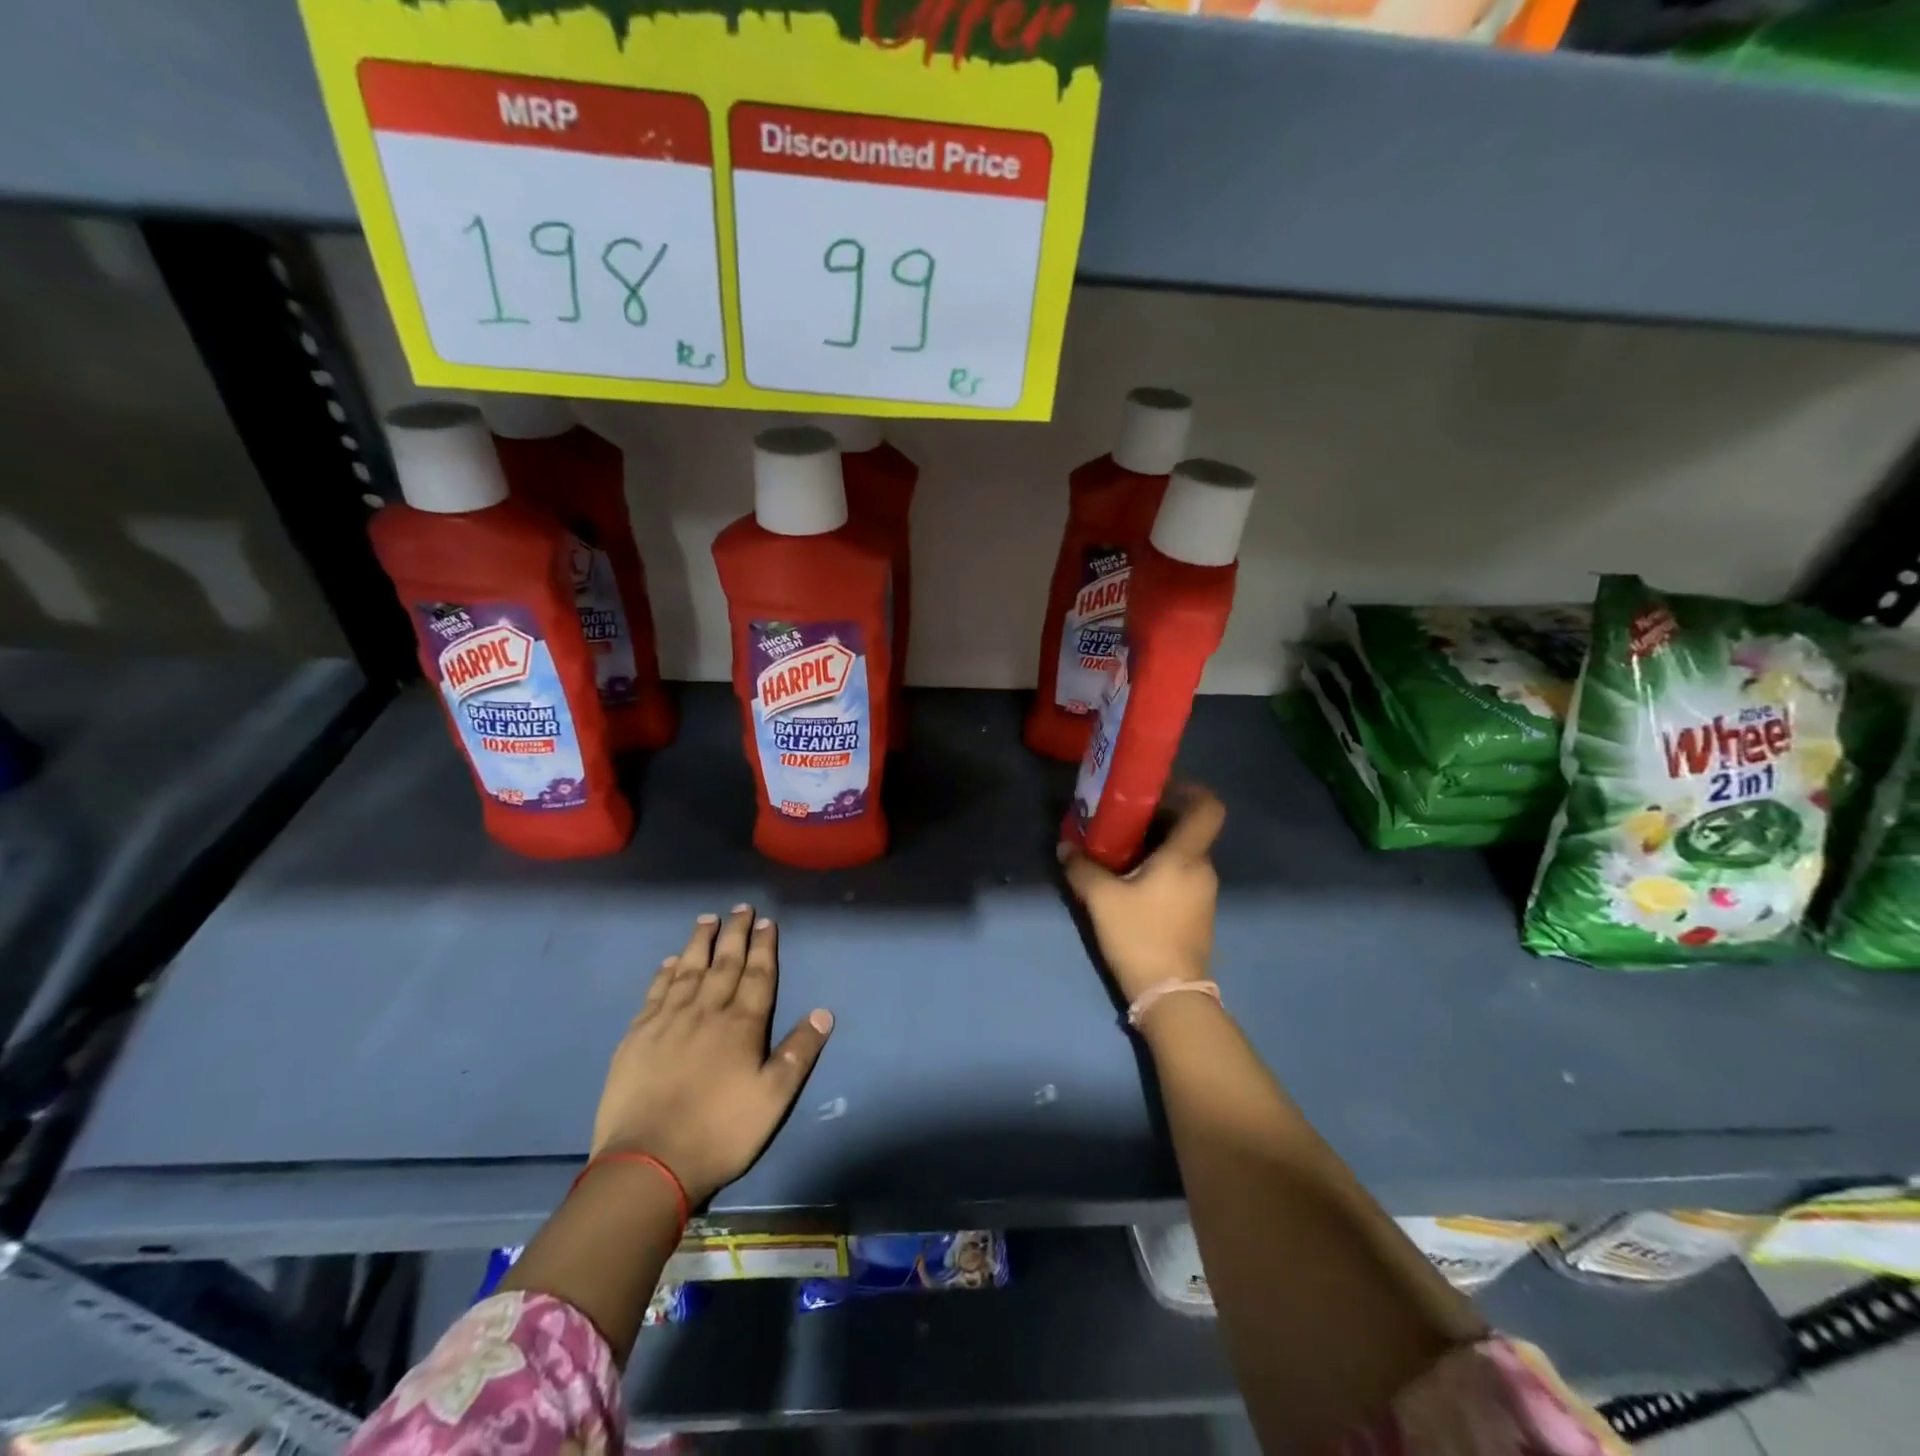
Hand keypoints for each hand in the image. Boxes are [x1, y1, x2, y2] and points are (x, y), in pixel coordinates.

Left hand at [591, 906, 832, 1205]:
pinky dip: (666, 972)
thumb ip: (798, 1052)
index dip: (764, 947)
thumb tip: (823, 1012)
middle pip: (724, 963)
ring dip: (700, 942)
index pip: (757, 975)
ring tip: (707, 919)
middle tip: (740, 907)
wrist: (647, 1163)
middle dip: (735, 934)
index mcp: (741, 1025)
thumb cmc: (720, 1132)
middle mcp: (706, 1012)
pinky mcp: (637, 1037)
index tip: (766, 922)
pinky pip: (656, 993)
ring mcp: (668, 1021)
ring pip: (688, 970)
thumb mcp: (773, 1099)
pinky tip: (671, 961)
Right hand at [1058, 786, 1224, 1004]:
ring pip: (1183, 855)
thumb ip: (1082, 868)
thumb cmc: (1140, 936)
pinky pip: (1182, 877)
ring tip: (1119, 852)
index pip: (1208, 808)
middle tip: (1122, 820)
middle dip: (1158, 820)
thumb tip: (1066, 846)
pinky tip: (1130, 883)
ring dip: (1156, 847)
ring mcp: (1204, 894)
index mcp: (1186, 857)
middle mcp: (1202, 869)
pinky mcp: (1198, 915)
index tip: (1159, 789)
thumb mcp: (1102, 899)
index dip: (1190, 790)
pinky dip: (1160, 870)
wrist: (1171, 995)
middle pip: (1189, 830)